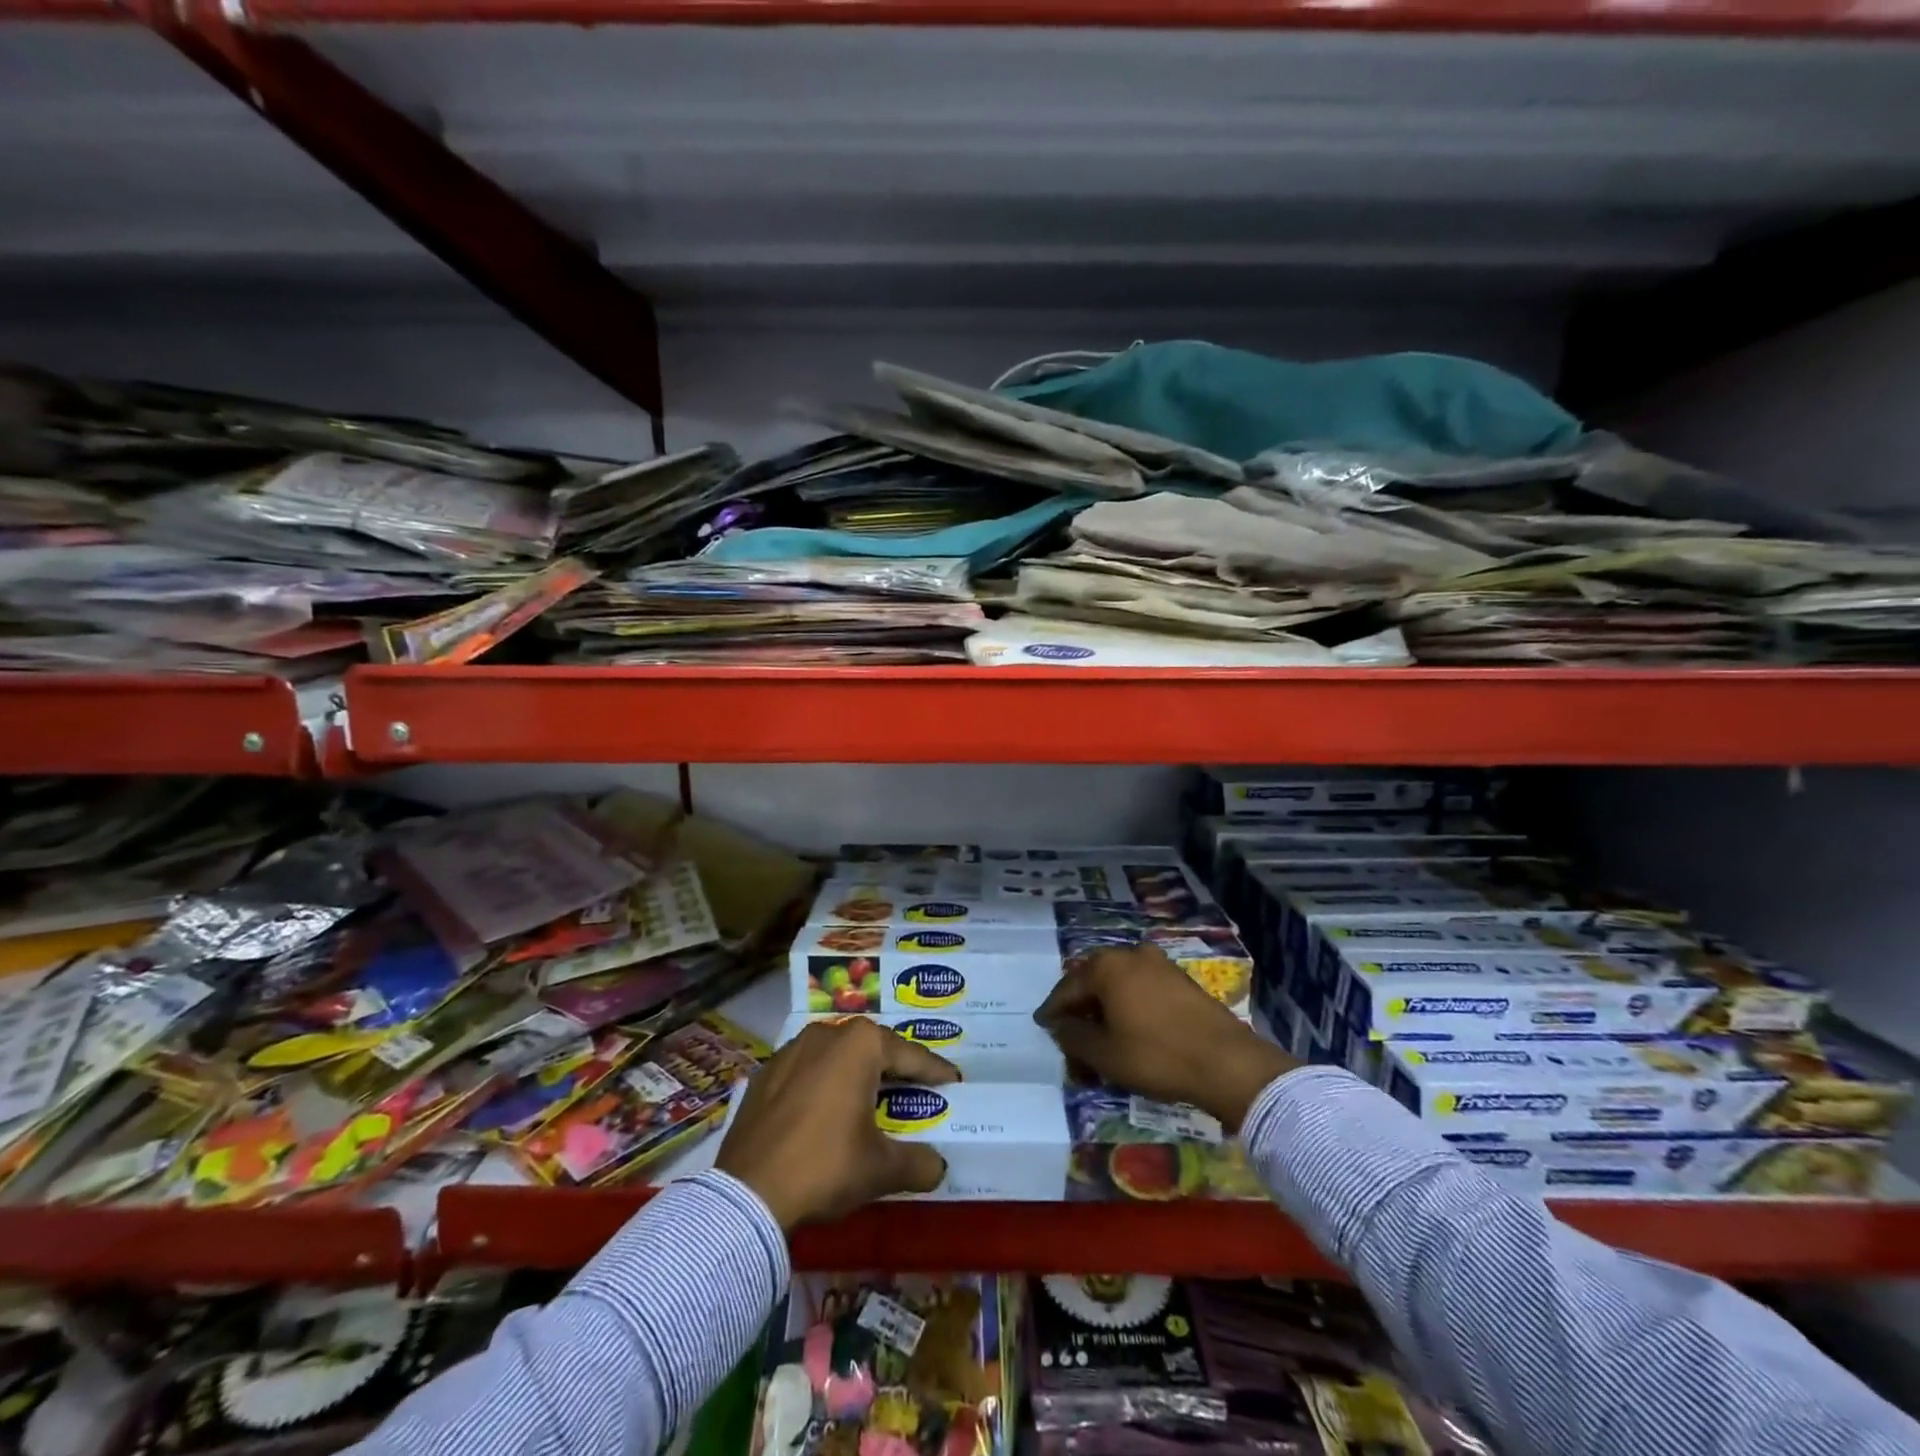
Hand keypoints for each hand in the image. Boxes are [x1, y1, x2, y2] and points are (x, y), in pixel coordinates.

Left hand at [716, 1018, 957, 1228]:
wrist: (748, 1195)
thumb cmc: (826, 1166)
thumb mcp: (881, 1169)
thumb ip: (918, 1163)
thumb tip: (937, 1166)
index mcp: (861, 1043)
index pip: (910, 1056)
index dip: (935, 1071)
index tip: (953, 1081)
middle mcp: (827, 1032)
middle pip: (873, 1048)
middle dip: (895, 1068)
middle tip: (916, 1088)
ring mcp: (791, 1049)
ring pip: (837, 1055)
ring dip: (857, 1073)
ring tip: (872, 1097)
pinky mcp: (765, 1073)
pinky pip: (807, 1071)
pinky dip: (824, 1085)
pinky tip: (827, 1110)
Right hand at [1034, 944, 1298, 1131]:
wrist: (1227, 1062)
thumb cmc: (1156, 1055)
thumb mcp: (1105, 1053)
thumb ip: (1073, 1036)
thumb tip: (1058, 1024)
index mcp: (1107, 966)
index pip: (1068, 987)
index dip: (1053, 1010)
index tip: (1043, 1026)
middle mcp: (1131, 955)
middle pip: (1094, 982)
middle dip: (1081, 1010)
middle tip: (1070, 1037)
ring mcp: (1159, 965)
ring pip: (1119, 986)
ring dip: (1105, 1010)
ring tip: (1099, 1040)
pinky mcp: (1181, 981)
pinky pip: (1141, 990)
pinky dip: (1128, 1008)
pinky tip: (1128, 1033)